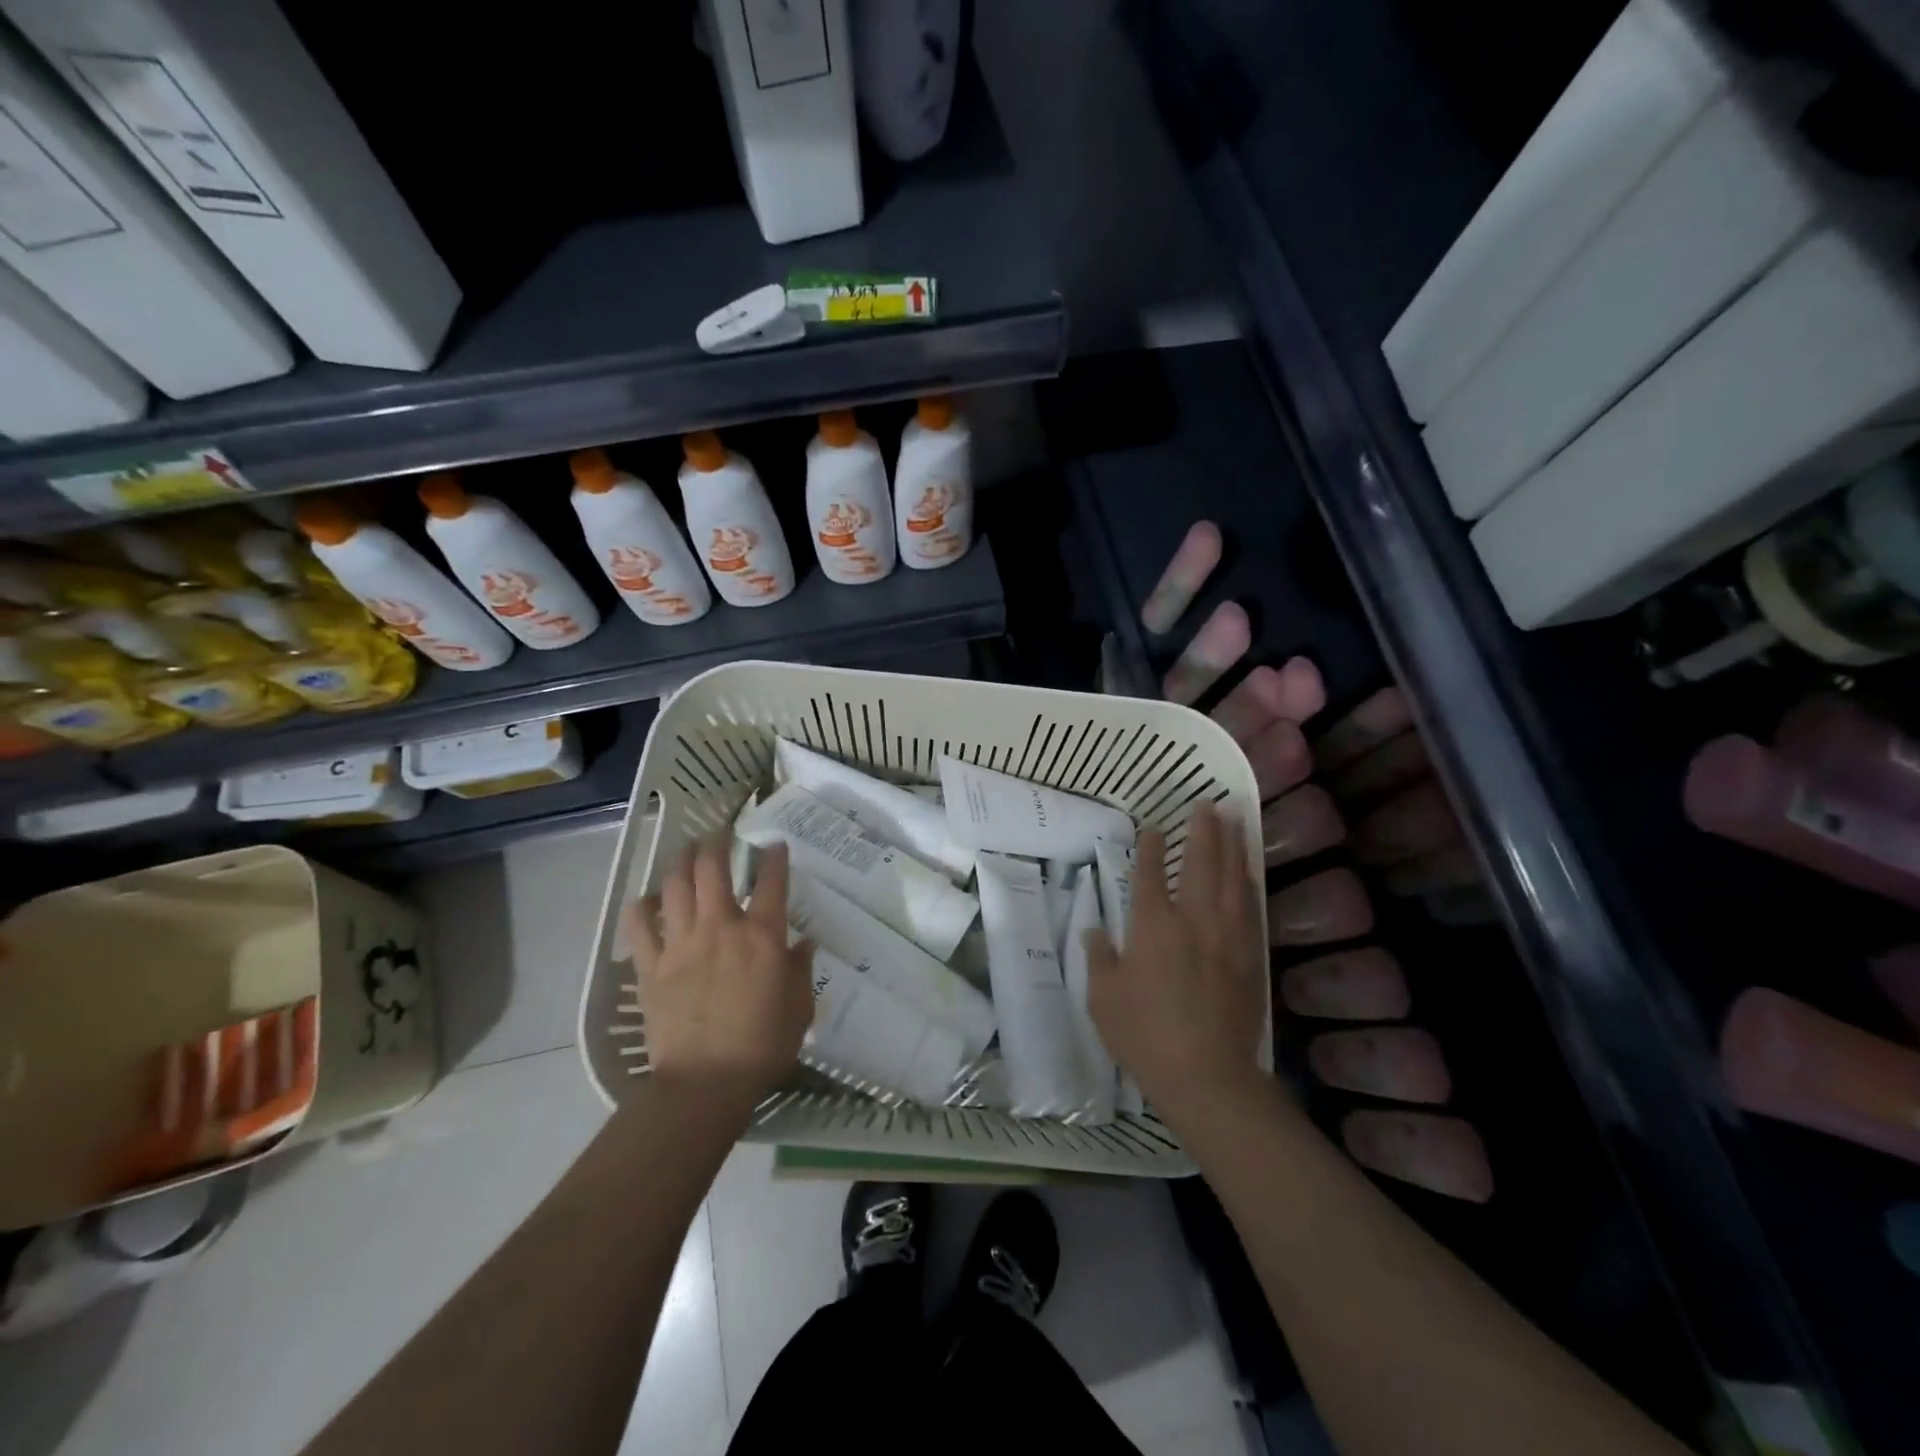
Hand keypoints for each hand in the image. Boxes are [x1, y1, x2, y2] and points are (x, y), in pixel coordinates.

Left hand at [623, 835, 812, 1116]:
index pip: (771, 882)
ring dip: (681, 862)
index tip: (774, 844)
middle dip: (716, 844)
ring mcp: (681, 944)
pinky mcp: (651, 967)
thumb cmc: (762, 1046)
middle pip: (713, 870)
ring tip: (687, 852)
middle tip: (720, 835)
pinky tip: (647, 900)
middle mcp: (720, 928)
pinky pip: (639, 927)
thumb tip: (803, 942)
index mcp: (762, 936)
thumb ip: (801, 969)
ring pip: (675, 887)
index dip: (775, 857)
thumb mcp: (799, 1008)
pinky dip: (641, 907)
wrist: (704, 1083)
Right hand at [1085, 804, 1269, 1127]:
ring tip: (1234, 820)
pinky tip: (1248, 870)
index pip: (1151, 873)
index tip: (1153, 826)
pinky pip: (1251, 906)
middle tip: (1207, 803)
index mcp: (1153, 926)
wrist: (1207, 1075)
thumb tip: (1094, 931)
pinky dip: (1248, 880)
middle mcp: (1193, 920)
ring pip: (1233, 878)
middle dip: (1203, 830)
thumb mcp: (1103, 999)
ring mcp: (1227, 935)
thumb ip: (1099, 958)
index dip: (1152, 846)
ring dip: (1232, 845)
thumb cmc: (1144, 1036)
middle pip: (1202, 863)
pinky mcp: (1250, 955)